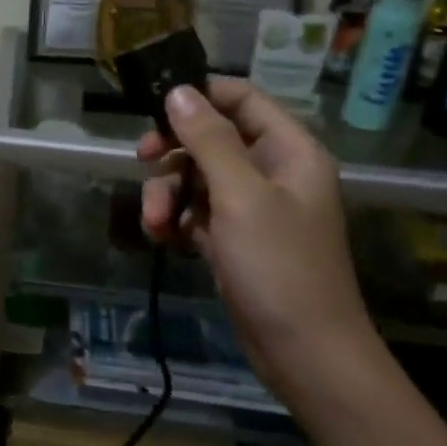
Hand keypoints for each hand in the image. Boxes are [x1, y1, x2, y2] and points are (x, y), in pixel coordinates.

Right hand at [138, 79, 446, 445]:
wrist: (305, 355)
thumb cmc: (279, 268)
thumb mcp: (240, 197)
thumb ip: (208, 140)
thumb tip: (178, 90)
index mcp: (289, 150)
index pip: (241, 98)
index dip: (198, 96)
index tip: (154, 109)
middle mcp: (272, 171)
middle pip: (210, 138)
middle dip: (172, 153)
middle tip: (141, 161)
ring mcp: (252, 207)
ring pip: (196, 176)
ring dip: (167, 193)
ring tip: (155, 224)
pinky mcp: (235, 238)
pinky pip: (196, 211)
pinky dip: (176, 219)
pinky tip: (163, 238)